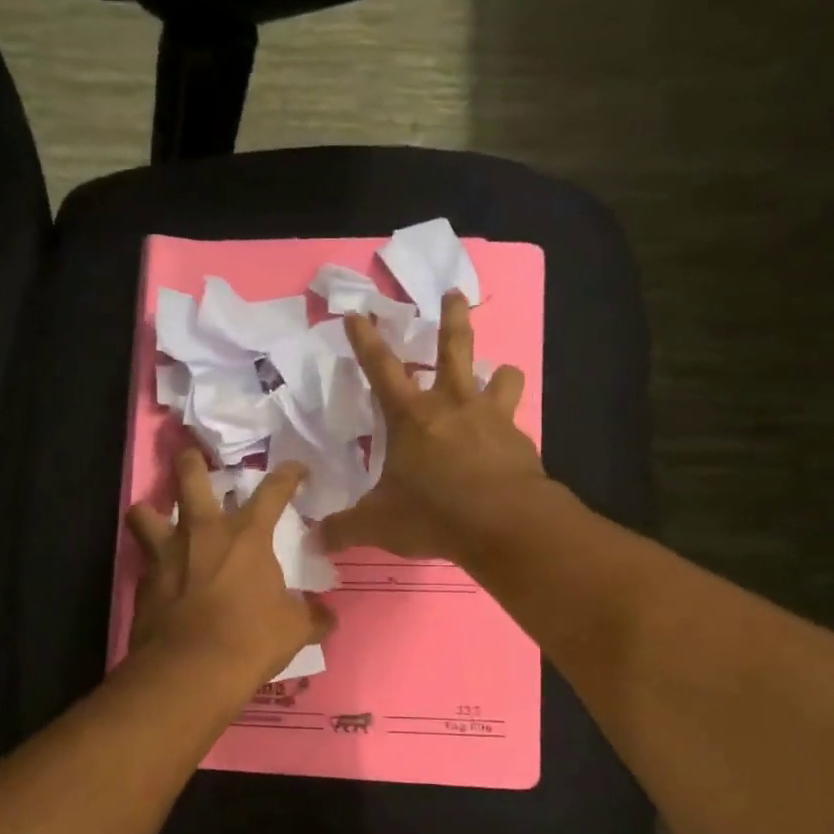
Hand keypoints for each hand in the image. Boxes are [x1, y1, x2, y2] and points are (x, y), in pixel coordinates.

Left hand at [127, 449, 336, 686]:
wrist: (192, 670)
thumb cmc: (251, 639)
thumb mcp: (294, 629)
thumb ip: (312, 617)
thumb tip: (327, 618)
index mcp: (247, 535)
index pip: (273, 491)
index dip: (288, 475)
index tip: (296, 469)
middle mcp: (203, 532)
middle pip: (191, 477)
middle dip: (191, 461)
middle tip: (192, 456)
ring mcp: (167, 554)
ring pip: (144, 512)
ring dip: (150, 510)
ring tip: (155, 516)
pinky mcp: (143, 582)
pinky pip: (144, 561)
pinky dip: (151, 564)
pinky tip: (160, 578)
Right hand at [320, 292, 552, 563]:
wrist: (505, 523)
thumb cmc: (434, 513)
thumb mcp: (378, 525)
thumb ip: (344, 528)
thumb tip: (313, 540)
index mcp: (411, 416)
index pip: (381, 368)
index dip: (365, 340)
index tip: (357, 314)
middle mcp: (452, 405)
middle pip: (454, 348)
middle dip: (451, 318)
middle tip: (453, 293)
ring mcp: (491, 419)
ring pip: (500, 377)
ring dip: (498, 372)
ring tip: (499, 373)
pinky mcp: (520, 441)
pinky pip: (515, 422)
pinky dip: (509, 425)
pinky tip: (507, 442)